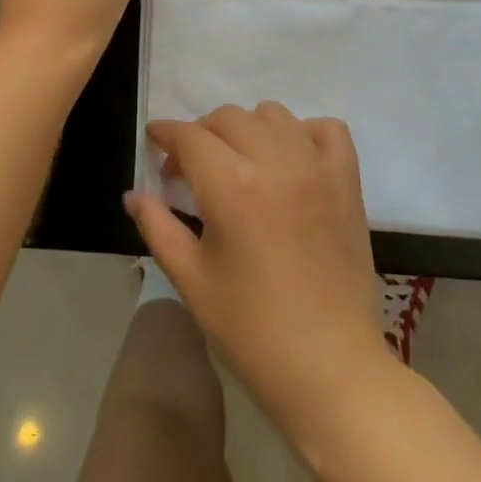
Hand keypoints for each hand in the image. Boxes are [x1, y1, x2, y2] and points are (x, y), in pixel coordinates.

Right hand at [126, 104, 386, 431]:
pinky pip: (327, 129)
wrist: (329, 367)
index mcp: (232, 187)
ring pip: (273, 114)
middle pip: (228, 118)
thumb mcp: (191, 280)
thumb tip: (133, 194)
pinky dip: (303, 133)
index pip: (190, 137)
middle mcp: (276, 162)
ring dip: (247, 128)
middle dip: (201, 134)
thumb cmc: (251, 330)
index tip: (156, 143)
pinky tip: (290, 159)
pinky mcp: (347, 181)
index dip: (166, 134)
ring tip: (239, 162)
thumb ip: (157, 227)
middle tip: (191, 169)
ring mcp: (317, 167)